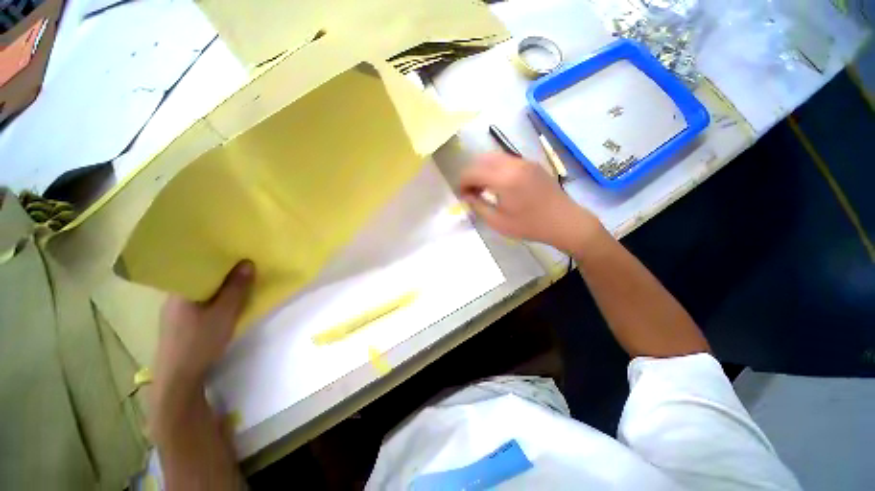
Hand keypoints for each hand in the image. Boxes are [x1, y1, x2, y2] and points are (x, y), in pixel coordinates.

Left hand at [154, 260, 254, 390]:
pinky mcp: (179, 324)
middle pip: (199, 279)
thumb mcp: (225, 313)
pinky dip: (212, 300)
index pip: (197, 266)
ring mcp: (174, 312)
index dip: (217, 259)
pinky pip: (198, 304)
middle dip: (221, 273)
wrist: (179, 378)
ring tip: (237, 284)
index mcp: (180, 291)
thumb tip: (248, 262)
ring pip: (199, 292)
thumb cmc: (200, 341)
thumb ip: (236, 288)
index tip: (236, 254)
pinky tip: (222, 306)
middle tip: (243, 268)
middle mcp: (173, 298)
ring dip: (218, 288)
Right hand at [460, 153, 601, 251]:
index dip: (462, 182)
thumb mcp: (498, 221)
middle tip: (471, 191)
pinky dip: (495, 168)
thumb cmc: (529, 225)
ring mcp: (524, 161)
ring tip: (483, 188)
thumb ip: (478, 206)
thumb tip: (466, 195)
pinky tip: (498, 184)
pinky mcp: (531, 164)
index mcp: (504, 179)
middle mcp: (513, 164)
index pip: (473, 171)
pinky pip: (506, 160)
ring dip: (483, 169)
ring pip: (494, 157)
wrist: (564, 221)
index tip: (462, 195)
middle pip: (481, 160)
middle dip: (471, 174)